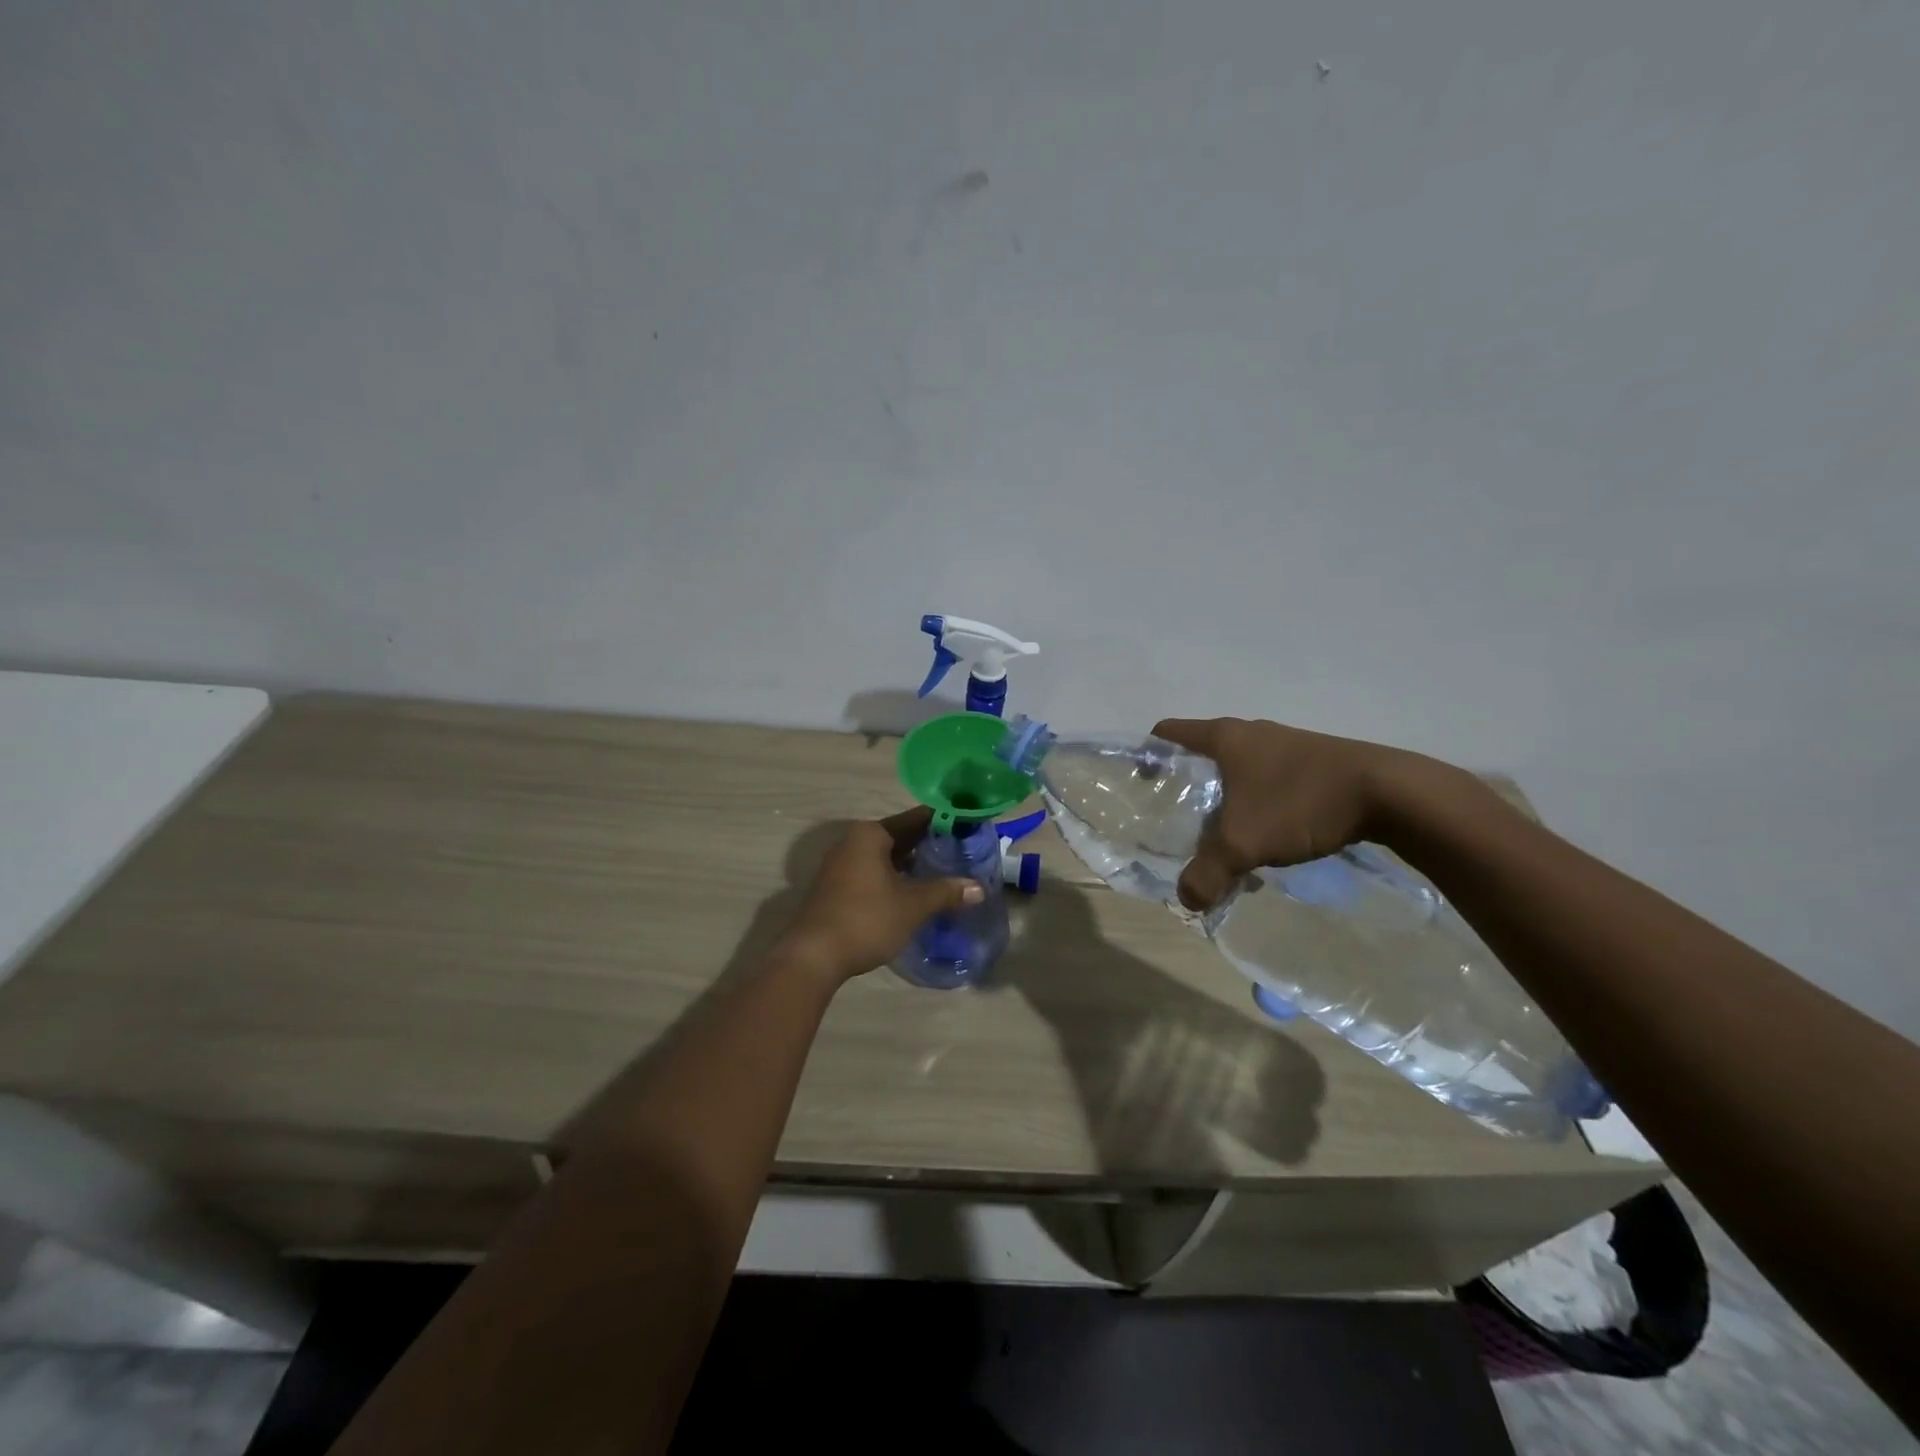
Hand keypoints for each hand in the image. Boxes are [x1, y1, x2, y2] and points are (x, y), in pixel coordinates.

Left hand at [778, 809, 983, 980]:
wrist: (813, 956)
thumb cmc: (866, 919)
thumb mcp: (912, 905)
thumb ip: (946, 892)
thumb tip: (978, 888)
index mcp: (870, 835)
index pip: (914, 819)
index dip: (942, 821)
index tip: (967, 825)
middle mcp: (853, 842)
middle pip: (899, 836)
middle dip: (928, 844)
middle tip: (962, 850)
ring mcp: (841, 865)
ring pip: (885, 857)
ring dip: (911, 864)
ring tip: (944, 871)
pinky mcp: (836, 888)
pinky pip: (873, 872)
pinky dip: (895, 877)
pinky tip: (915, 892)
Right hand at [1151, 716, 1417, 911]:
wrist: (1391, 793)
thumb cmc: (1300, 803)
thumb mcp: (1243, 843)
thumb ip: (1207, 873)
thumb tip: (1187, 900)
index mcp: (1224, 737)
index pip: (1167, 733)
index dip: (1148, 756)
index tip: (1143, 788)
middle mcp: (1251, 733)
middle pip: (1202, 756)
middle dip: (1189, 791)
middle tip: (1182, 827)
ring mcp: (1285, 745)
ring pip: (1239, 773)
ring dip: (1227, 805)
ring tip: (1227, 843)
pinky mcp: (1314, 762)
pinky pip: (1269, 783)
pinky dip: (1258, 807)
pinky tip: (1270, 842)